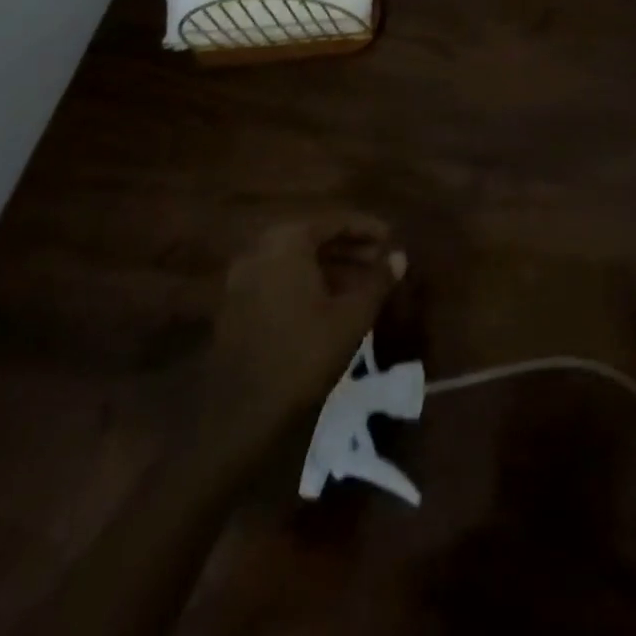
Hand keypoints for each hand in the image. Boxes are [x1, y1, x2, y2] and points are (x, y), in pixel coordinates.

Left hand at [199, 212, 405, 458]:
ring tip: (363, 282)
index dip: (366, 229)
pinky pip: (278, 280)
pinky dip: (307, 283)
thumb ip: (378, 280)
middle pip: (312, 239)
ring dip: (330, 266)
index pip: (334, 222)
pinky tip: (332, 302)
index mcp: (287, 243)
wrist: (243, 413)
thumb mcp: (352, 315)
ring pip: (295, 261)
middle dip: (348, 248)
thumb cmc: (304, 353)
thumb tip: (400, 256)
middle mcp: (260, 252)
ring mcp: (242, 280)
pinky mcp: (235, 307)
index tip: (391, 238)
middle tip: (379, 259)